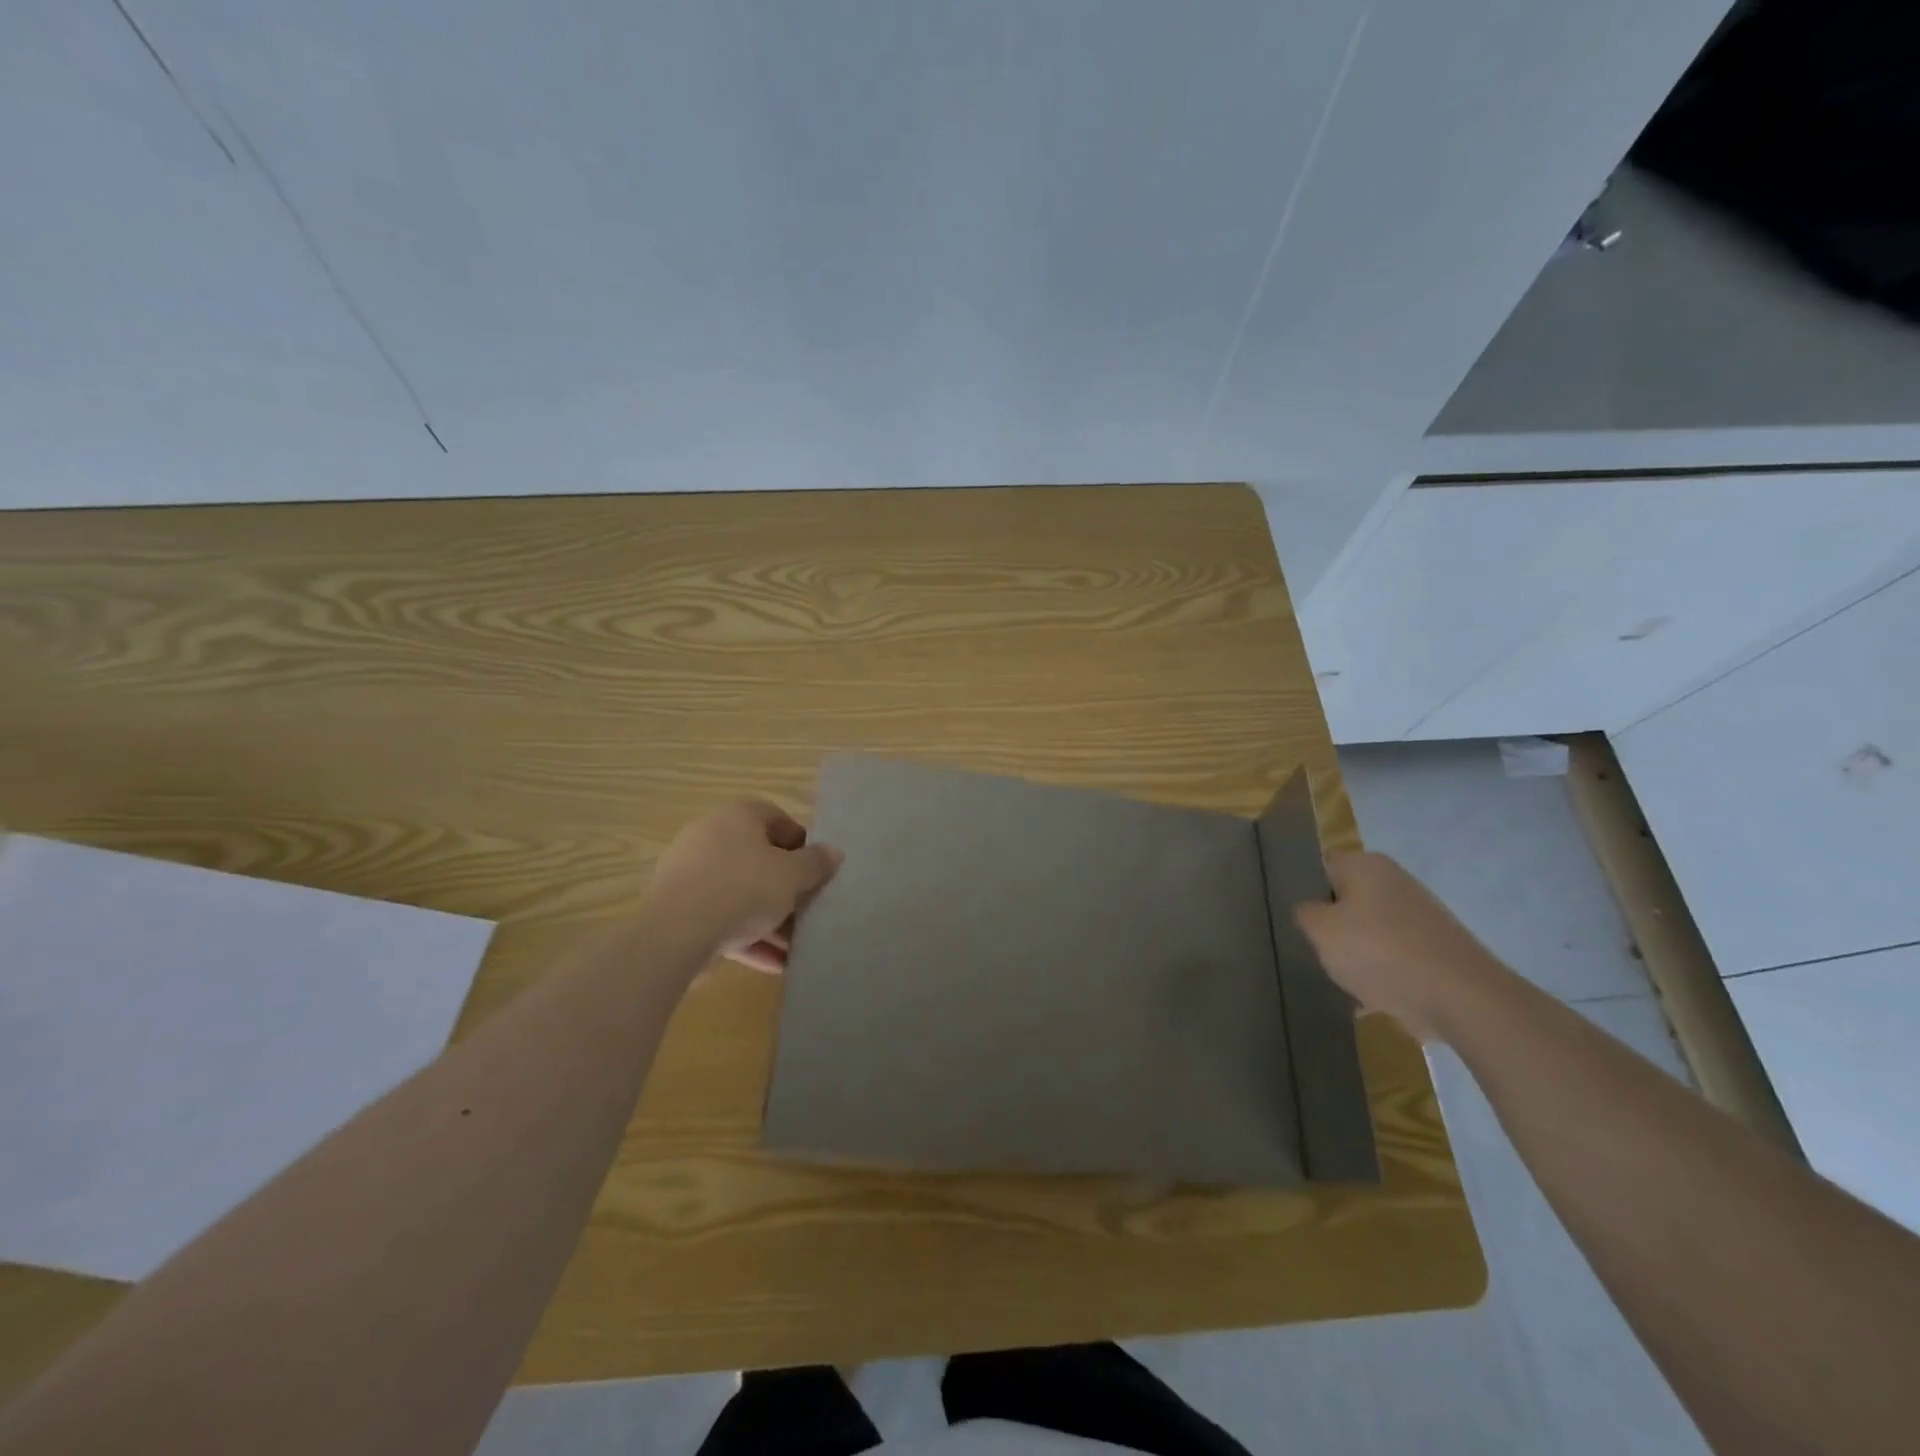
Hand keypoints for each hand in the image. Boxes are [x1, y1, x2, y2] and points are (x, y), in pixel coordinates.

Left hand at [645, 800, 843, 972]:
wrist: (675, 934)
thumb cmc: (743, 889)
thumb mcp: (792, 876)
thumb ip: (816, 863)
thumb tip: (833, 851)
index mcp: (738, 816)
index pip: (777, 818)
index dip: (801, 843)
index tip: (816, 871)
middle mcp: (710, 835)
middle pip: (758, 858)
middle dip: (785, 887)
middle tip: (806, 909)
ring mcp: (690, 872)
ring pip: (739, 892)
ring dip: (768, 918)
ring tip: (794, 946)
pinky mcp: (677, 908)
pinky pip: (720, 917)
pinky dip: (746, 937)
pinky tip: (772, 965)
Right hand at [1293, 851, 1505, 1042]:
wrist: (1461, 999)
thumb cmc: (1380, 952)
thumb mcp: (1321, 931)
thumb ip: (1305, 914)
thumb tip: (1311, 911)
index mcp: (1367, 865)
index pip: (1322, 866)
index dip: (1303, 888)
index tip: (1293, 916)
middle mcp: (1394, 882)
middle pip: (1346, 900)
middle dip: (1330, 924)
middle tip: (1310, 948)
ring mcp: (1418, 916)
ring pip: (1369, 930)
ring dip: (1354, 952)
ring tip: (1336, 978)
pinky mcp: (1434, 950)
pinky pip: (1393, 957)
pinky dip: (1380, 974)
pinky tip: (1364, 1000)